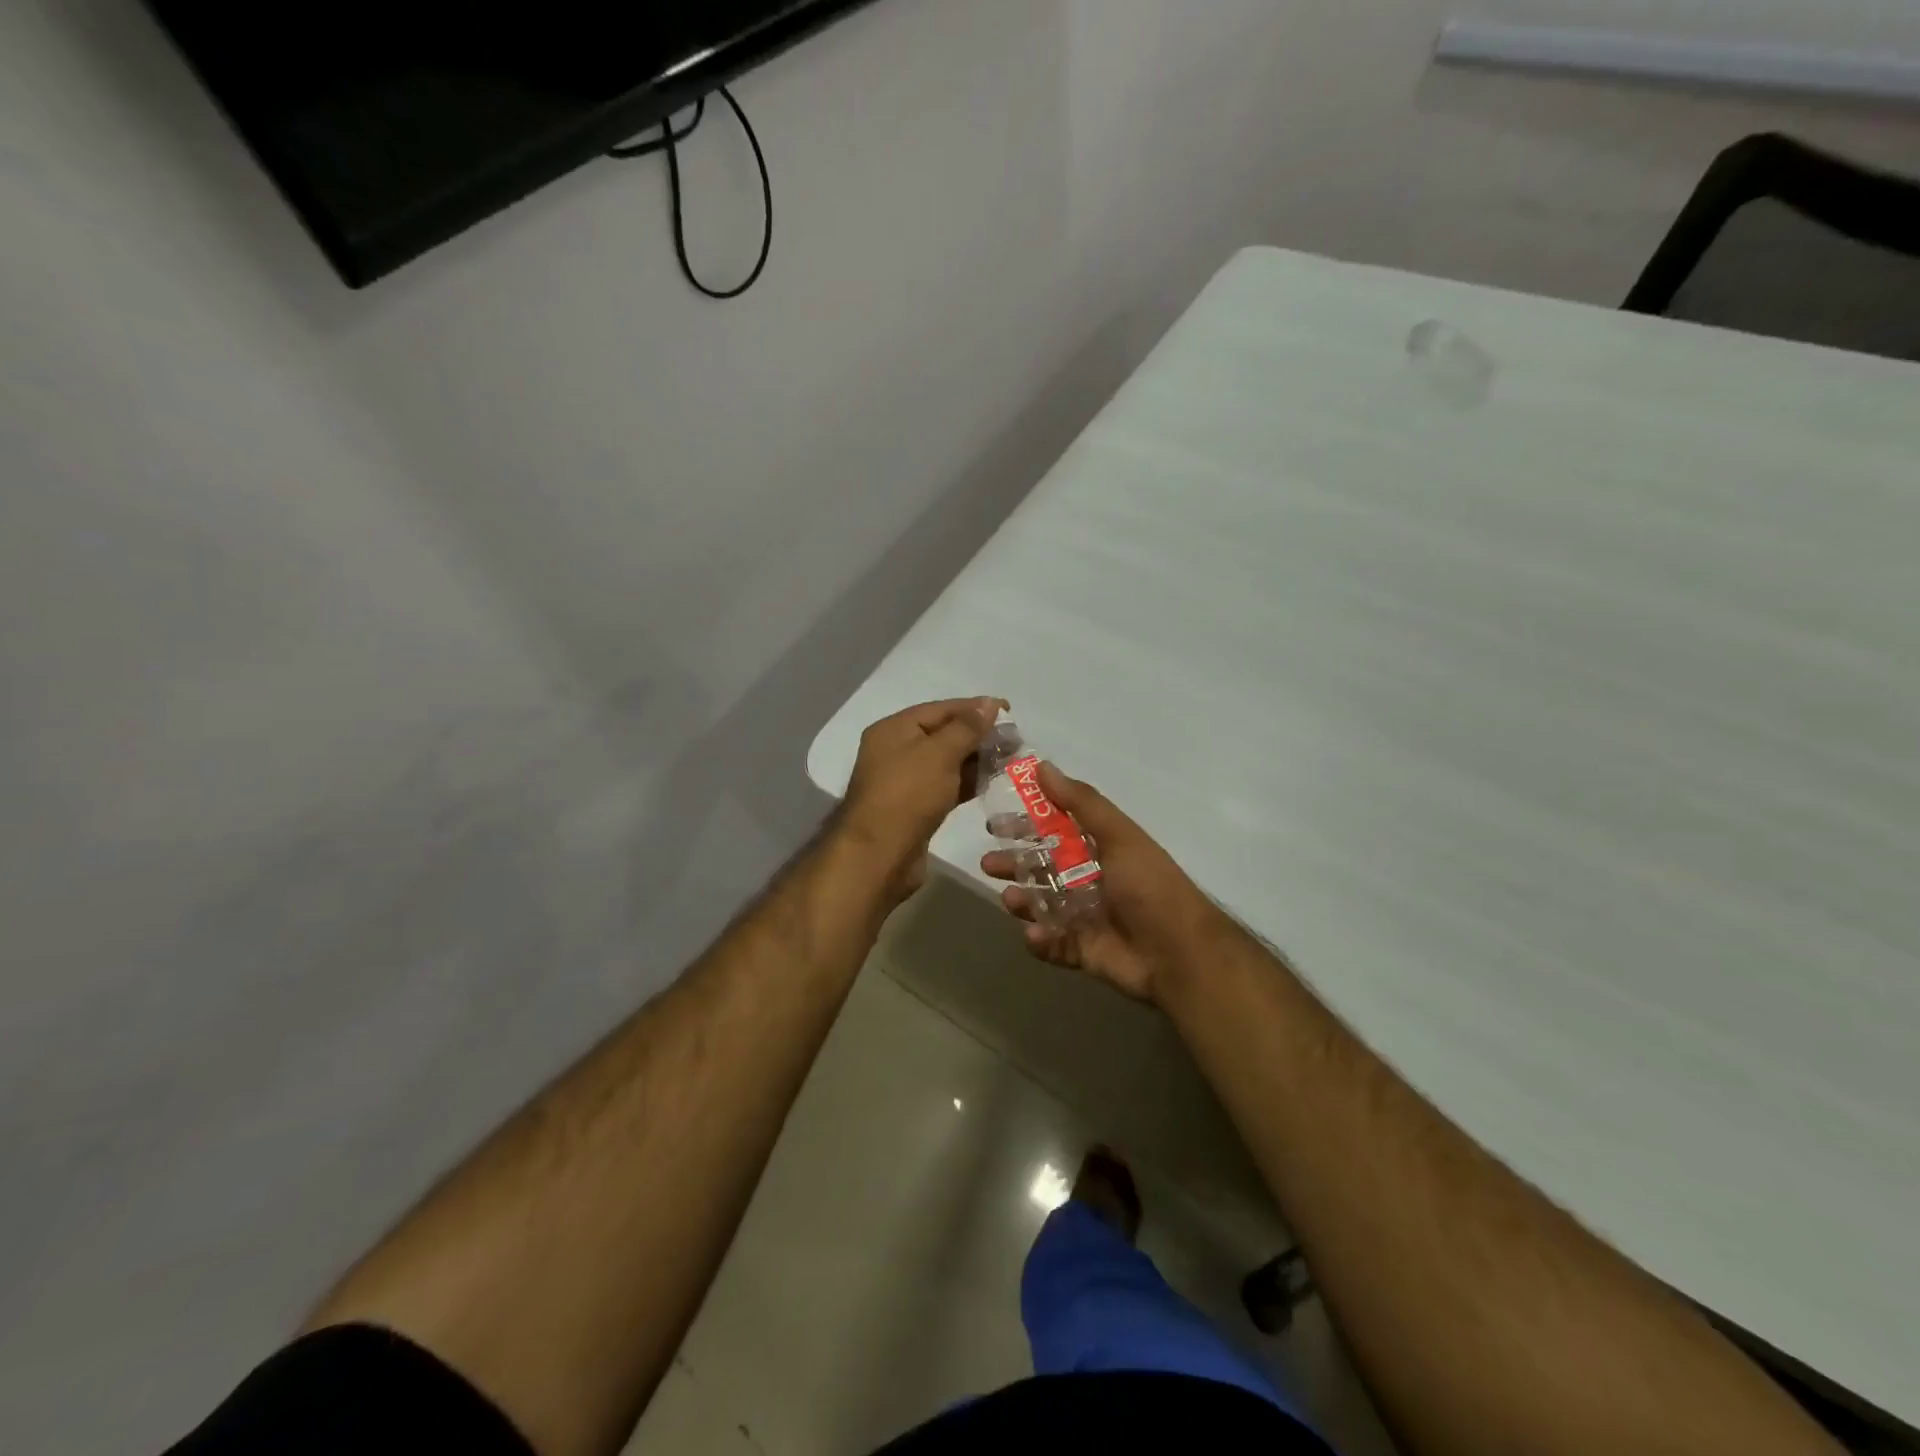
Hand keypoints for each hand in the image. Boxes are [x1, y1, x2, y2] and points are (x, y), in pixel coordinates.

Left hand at [837, 697, 1004, 904]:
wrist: (880, 856)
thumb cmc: (908, 795)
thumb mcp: (940, 753)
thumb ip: (967, 727)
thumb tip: (989, 703)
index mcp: (894, 729)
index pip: (940, 709)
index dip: (974, 708)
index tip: (1009, 711)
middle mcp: (896, 750)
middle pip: (943, 734)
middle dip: (978, 736)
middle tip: (1014, 741)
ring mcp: (904, 781)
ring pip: (946, 762)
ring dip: (976, 760)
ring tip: (1009, 761)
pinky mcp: (915, 807)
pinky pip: (945, 785)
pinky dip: (966, 782)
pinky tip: (990, 783)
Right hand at [980, 763, 1225, 1002]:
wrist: (1179, 953)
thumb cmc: (1148, 885)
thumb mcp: (1118, 835)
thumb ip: (1080, 802)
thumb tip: (1042, 766)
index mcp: (1101, 849)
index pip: (1056, 830)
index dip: (1027, 825)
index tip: (997, 823)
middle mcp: (1091, 879)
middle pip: (1043, 868)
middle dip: (1015, 864)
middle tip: (988, 863)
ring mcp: (1086, 916)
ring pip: (1042, 905)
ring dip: (1022, 900)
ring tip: (1008, 899)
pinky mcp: (1083, 950)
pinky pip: (1053, 944)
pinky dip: (1040, 940)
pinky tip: (1034, 935)